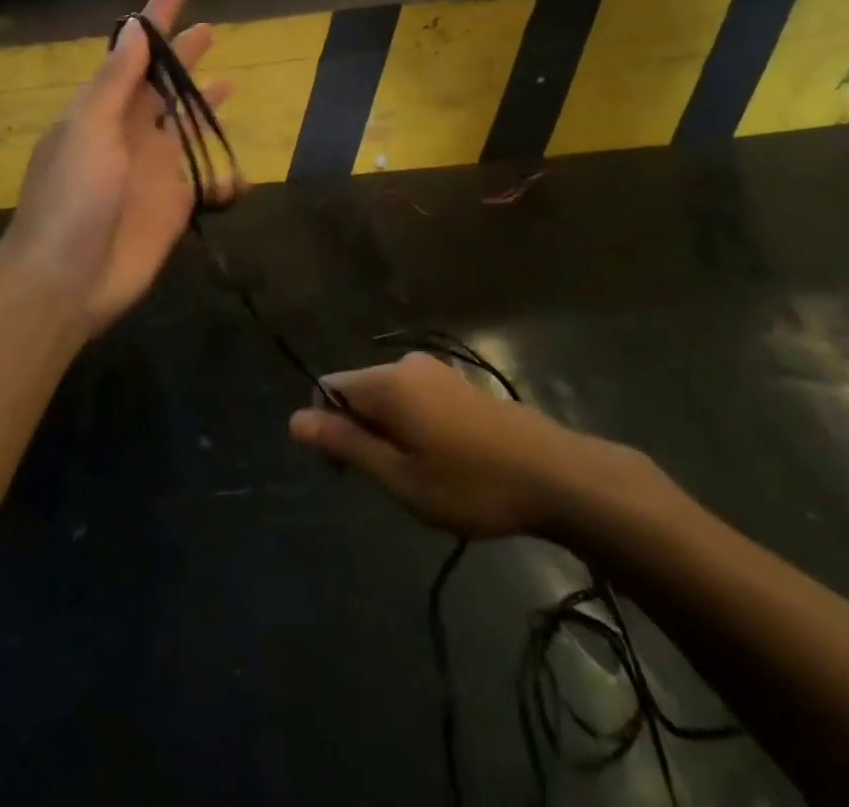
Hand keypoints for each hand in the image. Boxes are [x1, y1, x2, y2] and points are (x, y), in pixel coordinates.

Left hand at [0, 0, 234, 339]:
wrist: (67, 280)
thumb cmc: (72, 198)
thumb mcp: (88, 129)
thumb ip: (116, 80)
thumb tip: (135, 27)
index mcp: (103, 109)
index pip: (135, 52)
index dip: (157, 19)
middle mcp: (129, 132)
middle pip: (164, 85)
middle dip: (184, 58)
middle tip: (211, 31)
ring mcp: (153, 169)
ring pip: (186, 127)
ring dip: (204, 106)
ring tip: (230, 83)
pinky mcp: (173, 205)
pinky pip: (206, 181)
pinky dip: (224, 176)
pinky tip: (237, 177)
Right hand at [290, 354, 660, 540]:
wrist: (554, 475)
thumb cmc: (470, 483)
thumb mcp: (399, 476)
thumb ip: (346, 444)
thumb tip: (294, 419)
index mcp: (386, 382)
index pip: (328, 388)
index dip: (326, 428)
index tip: (348, 472)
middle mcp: (406, 365)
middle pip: (358, 391)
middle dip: (359, 432)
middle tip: (389, 482)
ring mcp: (437, 371)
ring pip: (389, 397)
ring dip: (388, 433)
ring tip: (419, 477)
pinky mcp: (459, 383)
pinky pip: (415, 398)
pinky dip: (412, 426)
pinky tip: (443, 461)